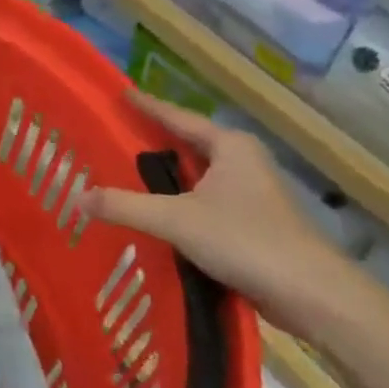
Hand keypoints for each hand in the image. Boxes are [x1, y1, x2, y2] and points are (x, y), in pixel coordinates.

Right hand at [86, 91, 362, 342]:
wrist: (311, 293)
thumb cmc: (245, 240)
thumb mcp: (175, 220)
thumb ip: (124, 206)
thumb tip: (77, 197)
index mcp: (230, 147)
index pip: (178, 118)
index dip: (148, 106)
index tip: (121, 94)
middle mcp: (242, 162)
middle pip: (188, 145)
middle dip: (153, 142)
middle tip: (113, 136)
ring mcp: (251, 194)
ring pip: (197, 176)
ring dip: (165, 177)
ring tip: (124, 174)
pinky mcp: (252, 224)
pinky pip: (203, 202)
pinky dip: (178, 203)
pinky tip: (154, 214)